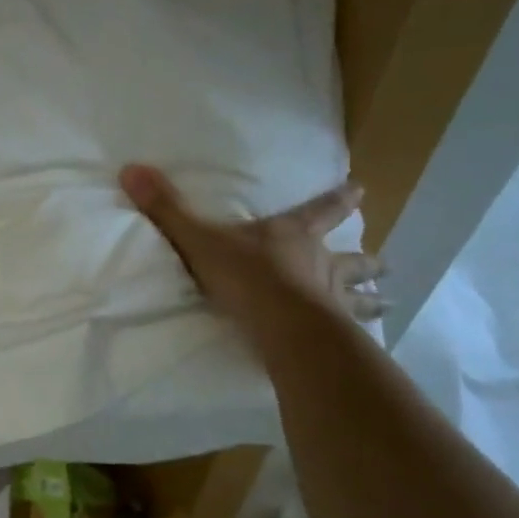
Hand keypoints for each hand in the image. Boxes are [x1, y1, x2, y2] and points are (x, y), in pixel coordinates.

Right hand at [119, 165, 385, 329]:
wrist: (283, 325)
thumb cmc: (246, 277)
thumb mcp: (200, 240)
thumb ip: (166, 210)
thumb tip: (130, 168)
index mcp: (291, 236)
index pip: (319, 211)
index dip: (338, 200)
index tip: (361, 190)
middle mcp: (318, 264)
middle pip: (348, 258)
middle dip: (364, 260)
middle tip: (386, 263)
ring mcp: (331, 301)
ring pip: (357, 296)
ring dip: (371, 299)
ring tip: (388, 304)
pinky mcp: (333, 334)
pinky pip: (350, 333)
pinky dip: (359, 337)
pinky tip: (366, 348)